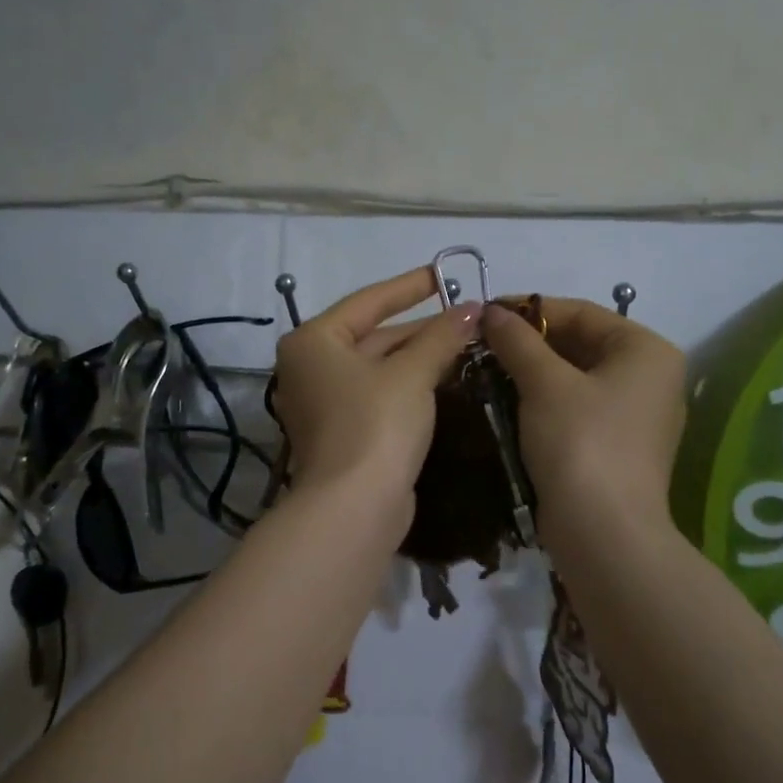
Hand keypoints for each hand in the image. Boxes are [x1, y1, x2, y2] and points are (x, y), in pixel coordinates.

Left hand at [273, 268, 480, 531]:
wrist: (354, 508)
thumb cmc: (376, 424)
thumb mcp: (411, 374)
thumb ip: (440, 337)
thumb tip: (472, 309)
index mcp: (313, 341)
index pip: (367, 302)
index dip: (409, 286)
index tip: (444, 274)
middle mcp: (310, 368)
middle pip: (373, 336)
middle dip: (421, 328)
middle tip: (468, 317)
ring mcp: (324, 403)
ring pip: (379, 368)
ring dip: (420, 357)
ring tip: (466, 343)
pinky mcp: (343, 432)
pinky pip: (379, 395)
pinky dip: (410, 385)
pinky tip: (446, 379)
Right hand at [480, 298, 687, 545]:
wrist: (604, 535)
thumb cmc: (580, 444)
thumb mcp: (544, 384)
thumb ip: (518, 341)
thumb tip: (491, 311)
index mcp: (646, 351)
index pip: (581, 313)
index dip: (529, 309)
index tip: (485, 314)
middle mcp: (650, 377)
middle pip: (580, 344)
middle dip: (529, 343)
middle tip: (482, 344)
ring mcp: (637, 414)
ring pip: (575, 377)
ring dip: (532, 372)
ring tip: (486, 369)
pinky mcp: (618, 445)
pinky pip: (577, 407)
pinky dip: (544, 400)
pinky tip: (508, 401)